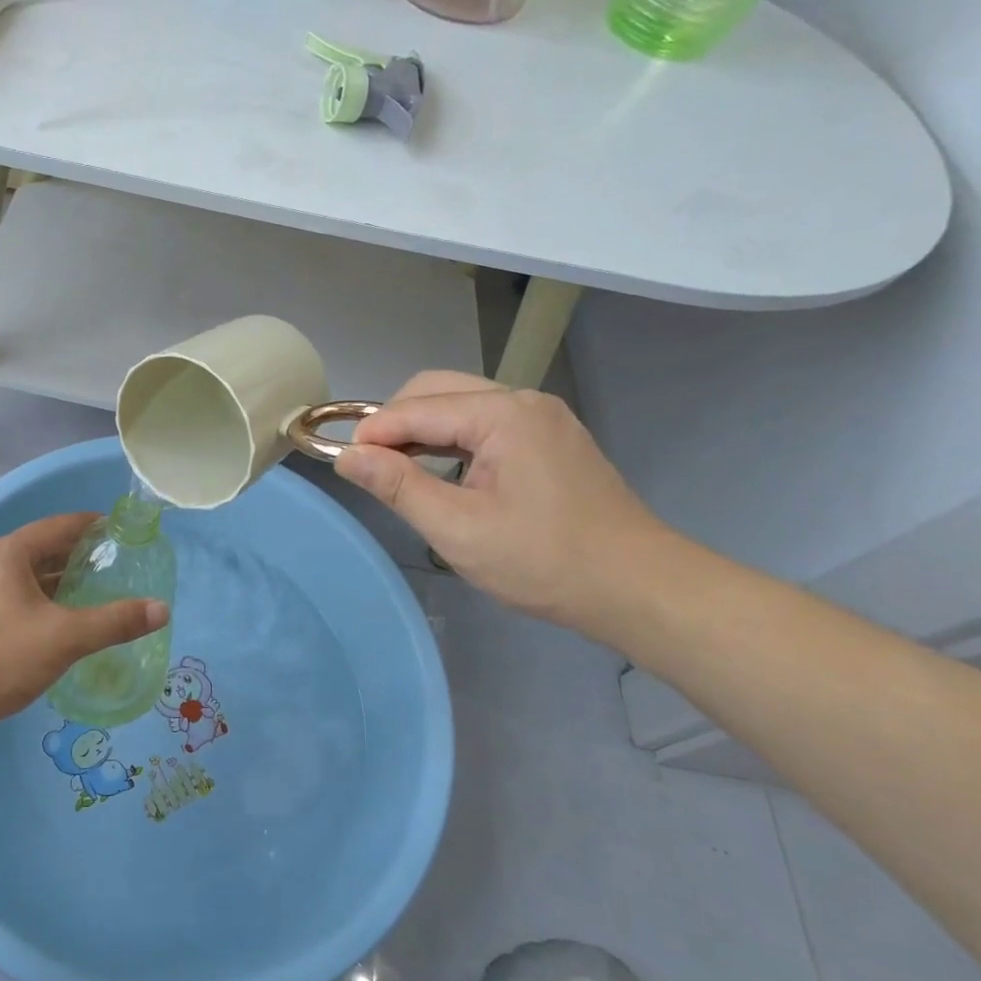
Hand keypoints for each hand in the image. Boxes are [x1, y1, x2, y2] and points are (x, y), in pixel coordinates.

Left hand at [0, 513, 168, 735]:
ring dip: (57, 581)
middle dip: (76, 556)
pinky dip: (39, 601)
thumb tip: (162, 609)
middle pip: (41, 549)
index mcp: (9, 553)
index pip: (59, 526)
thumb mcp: (64, 638)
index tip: (119, 531)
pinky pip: (12, 597)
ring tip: (90, 593)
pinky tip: (55, 623)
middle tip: (112, 566)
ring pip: (25, 576)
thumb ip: (114, 622)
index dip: (91, 526)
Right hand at [334, 372, 673, 630]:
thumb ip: (397, 485)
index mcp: (503, 414)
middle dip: (395, 423)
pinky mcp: (550, 439)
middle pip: (436, 391)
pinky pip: (484, 424)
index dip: (373, 433)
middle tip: (370, 467)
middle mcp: (523, 401)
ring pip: (460, 405)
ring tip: (397, 471)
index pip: (416, 408)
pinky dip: (452, 441)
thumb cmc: (545, 562)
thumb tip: (346, 455)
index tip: (340, 462)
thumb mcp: (458, 529)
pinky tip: (441, 472)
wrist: (640, 589)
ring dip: (422, 431)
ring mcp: (541, 418)